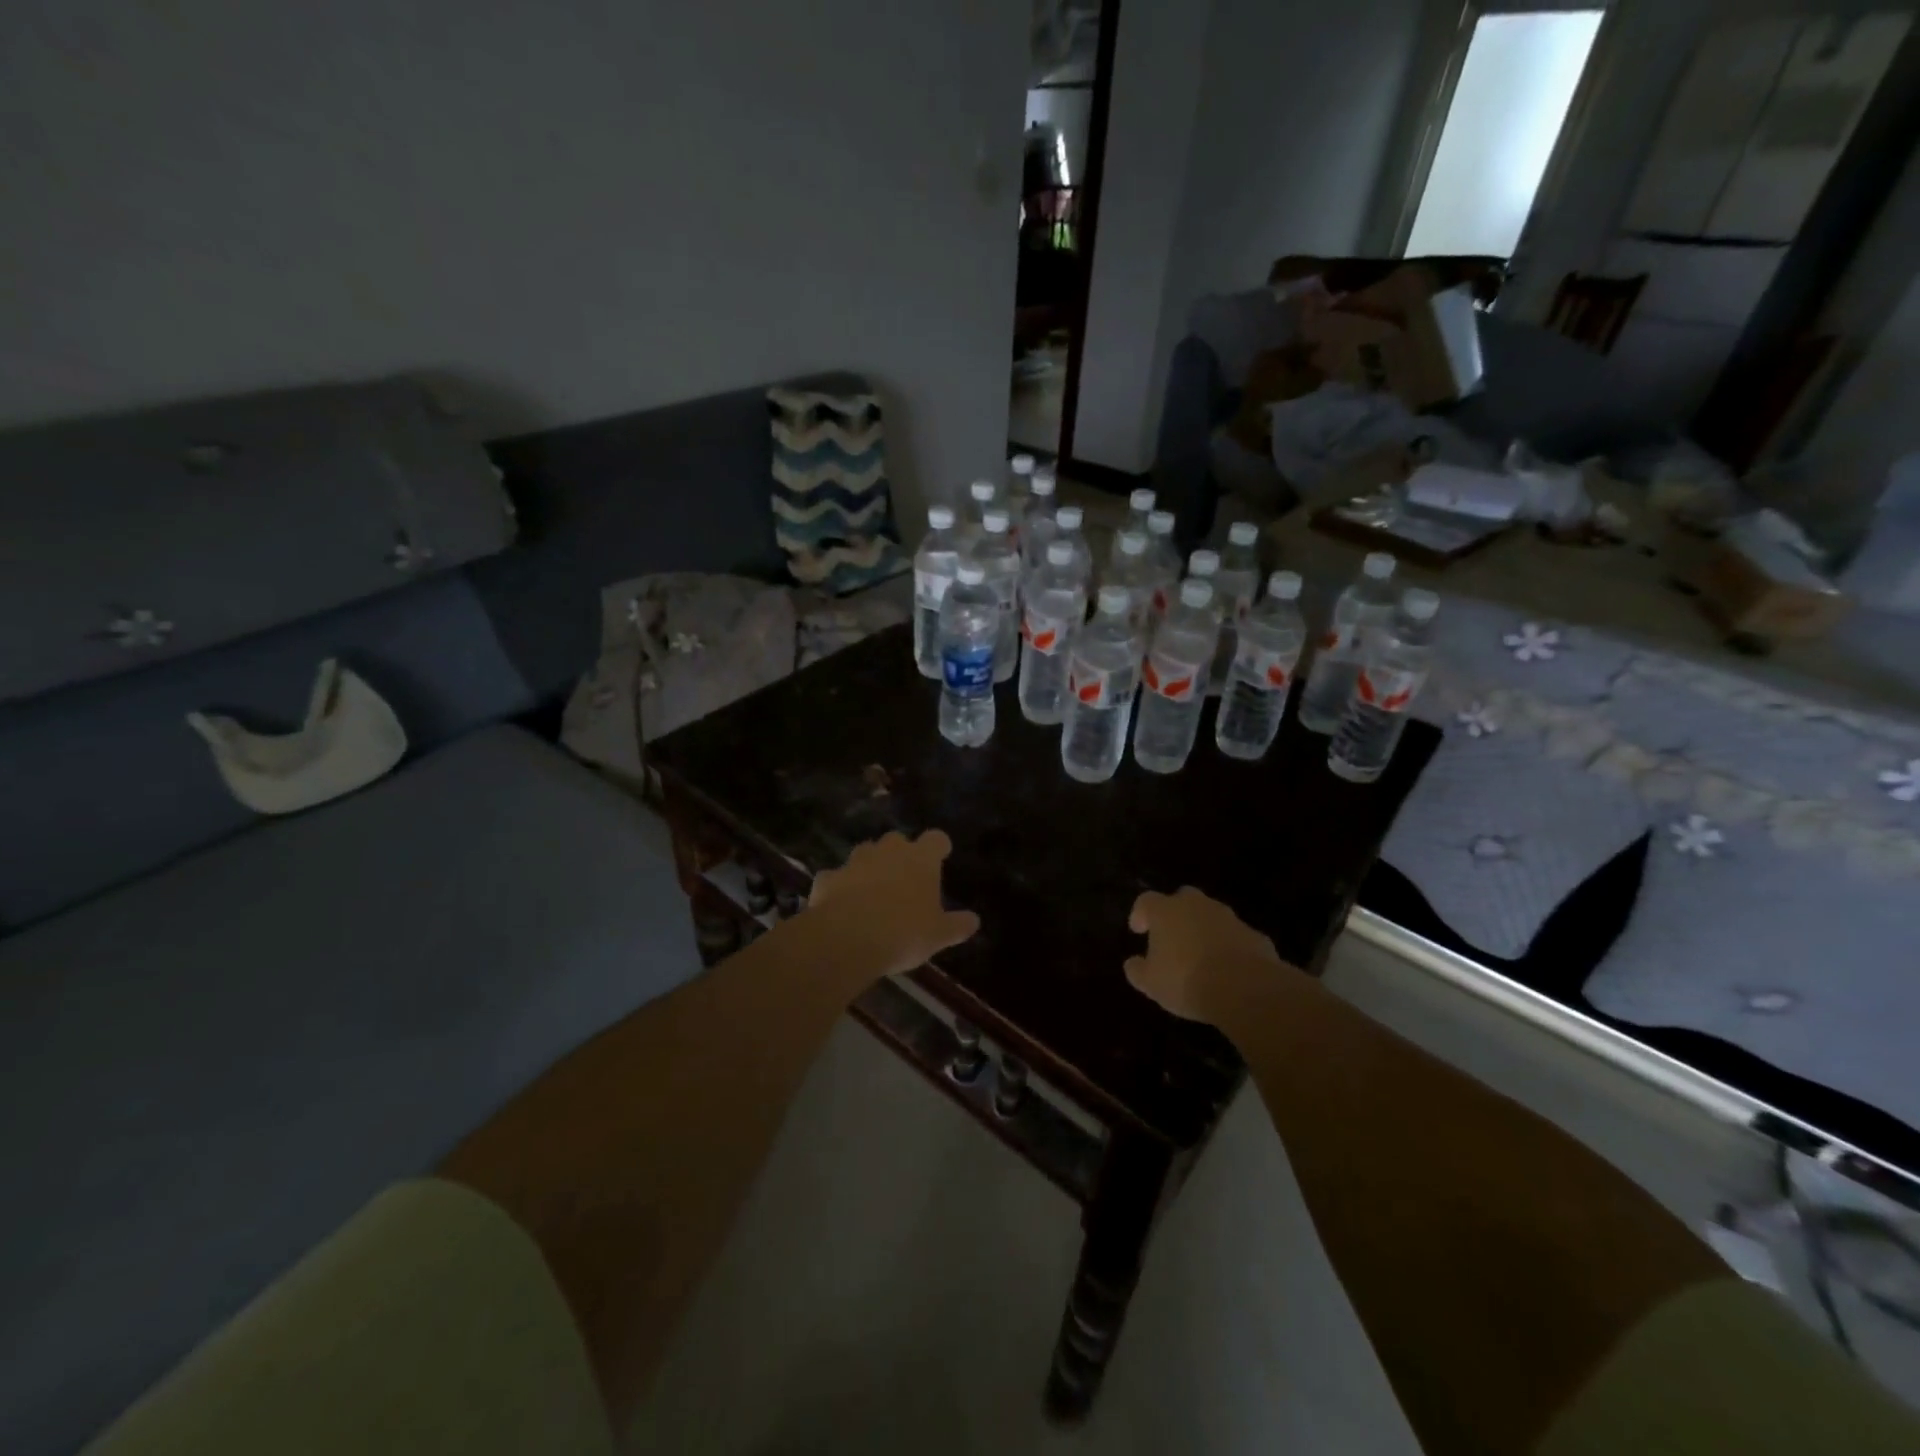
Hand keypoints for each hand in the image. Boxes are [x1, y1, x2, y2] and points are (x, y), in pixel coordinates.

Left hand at [808, 830, 979, 983]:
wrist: (846, 938)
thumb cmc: (903, 932)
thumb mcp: (938, 935)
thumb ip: (957, 925)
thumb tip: (974, 920)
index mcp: (920, 859)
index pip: (936, 839)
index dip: (938, 847)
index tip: (941, 856)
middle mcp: (888, 851)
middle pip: (897, 840)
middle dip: (900, 853)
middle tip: (905, 877)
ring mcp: (855, 861)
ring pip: (865, 853)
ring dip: (870, 866)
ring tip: (873, 890)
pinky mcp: (828, 878)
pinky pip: (837, 877)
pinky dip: (840, 887)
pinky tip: (841, 906)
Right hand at [1125, 886, 1287, 1023]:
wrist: (1245, 988)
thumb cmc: (1186, 980)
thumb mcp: (1151, 983)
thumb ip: (1137, 970)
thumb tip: (1133, 963)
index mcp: (1166, 911)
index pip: (1146, 901)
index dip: (1140, 914)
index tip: (1138, 930)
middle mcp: (1196, 905)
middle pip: (1182, 898)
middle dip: (1176, 914)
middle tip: (1171, 937)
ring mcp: (1229, 918)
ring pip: (1211, 916)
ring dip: (1204, 930)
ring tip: (1201, 956)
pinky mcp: (1254, 935)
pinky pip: (1235, 936)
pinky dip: (1229, 946)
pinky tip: (1228, 969)